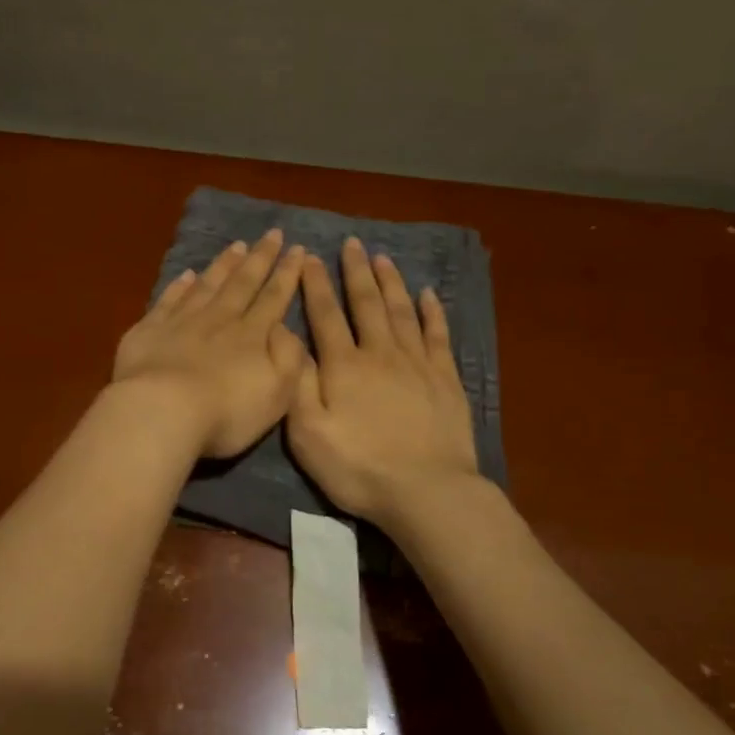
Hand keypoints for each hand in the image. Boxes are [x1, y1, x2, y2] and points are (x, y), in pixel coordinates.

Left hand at [112, 229, 308, 458]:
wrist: (162, 411)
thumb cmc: (226, 412)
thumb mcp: (277, 393)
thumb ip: (289, 358)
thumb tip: (287, 328)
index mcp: (251, 336)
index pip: (273, 298)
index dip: (287, 274)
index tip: (298, 250)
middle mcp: (219, 320)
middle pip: (242, 284)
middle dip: (260, 259)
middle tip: (272, 234)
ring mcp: (181, 322)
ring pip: (207, 285)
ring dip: (224, 265)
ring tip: (237, 246)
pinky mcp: (149, 330)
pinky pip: (168, 300)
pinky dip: (179, 286)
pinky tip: (187, 275)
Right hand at [286, 236, 479, 527]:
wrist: (426, 491)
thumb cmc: (358, 468)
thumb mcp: (308, 433)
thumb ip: (297, 383)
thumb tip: (288, 341)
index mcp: (343, 366)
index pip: (326, 315)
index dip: (316, 284)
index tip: (309, 257)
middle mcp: (380, 353)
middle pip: (366, 303)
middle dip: (356, 272)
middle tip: (352, 243)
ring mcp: (417, 363)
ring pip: (401, 311)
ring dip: (390, 282)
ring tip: (383, 258)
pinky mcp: (446, 379)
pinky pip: (438, 334)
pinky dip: (432, 312)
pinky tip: (428, 294)